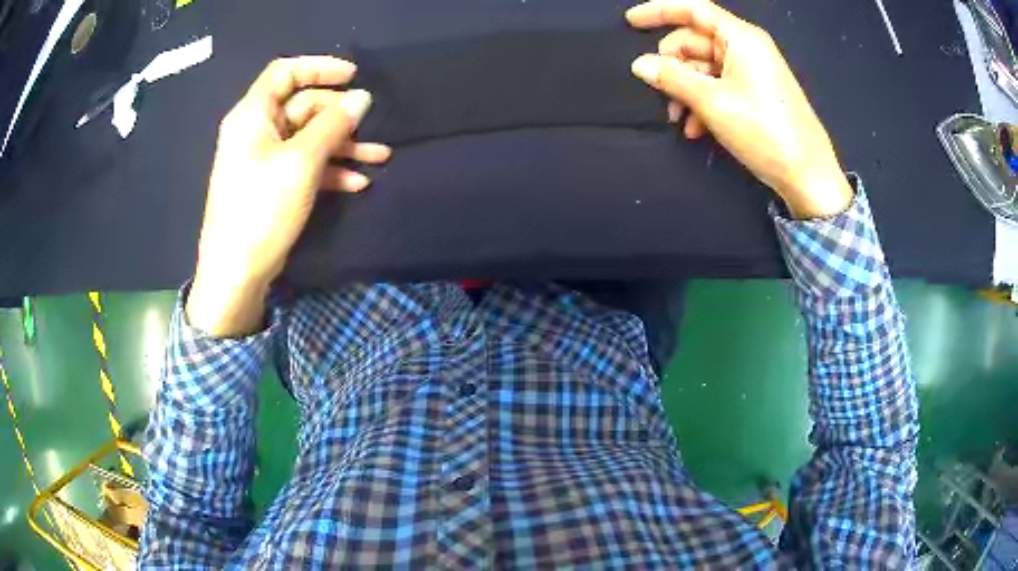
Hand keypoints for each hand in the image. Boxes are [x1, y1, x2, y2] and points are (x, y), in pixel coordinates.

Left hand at [187, 57, 390, 336]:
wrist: (235, 275)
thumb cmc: (262, 210)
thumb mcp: (302, 162)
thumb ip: (333, 124)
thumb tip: (362, 98)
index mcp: (253, 115)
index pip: (285, 72)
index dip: (319, 67)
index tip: (354, 76)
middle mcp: (255, 131)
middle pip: (301, 106)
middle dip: (339, 115)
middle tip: (370, 126)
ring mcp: (262, 160)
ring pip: (307, 137)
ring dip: (342, 145)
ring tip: (379, 157)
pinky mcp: (270, 185)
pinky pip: (303, 164)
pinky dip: (329, 169)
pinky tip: (357, 182)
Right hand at [626, 0, 852, 218]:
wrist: (808, 176)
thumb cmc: (764, 131)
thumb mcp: (713, 102)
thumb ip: (673, 78)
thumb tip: (640, 64)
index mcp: (741, 38)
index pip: (694, 10)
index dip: (660, 11)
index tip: (631, 21)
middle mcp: (747, 48)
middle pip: (696, 41)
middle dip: (673, 64)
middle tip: (658, 92)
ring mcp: (753, 72)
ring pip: (705, 67)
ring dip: (686, 89)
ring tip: (679, 119)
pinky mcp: (757, 94)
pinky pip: (720, 86)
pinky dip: (703, 102)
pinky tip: (696, 128)